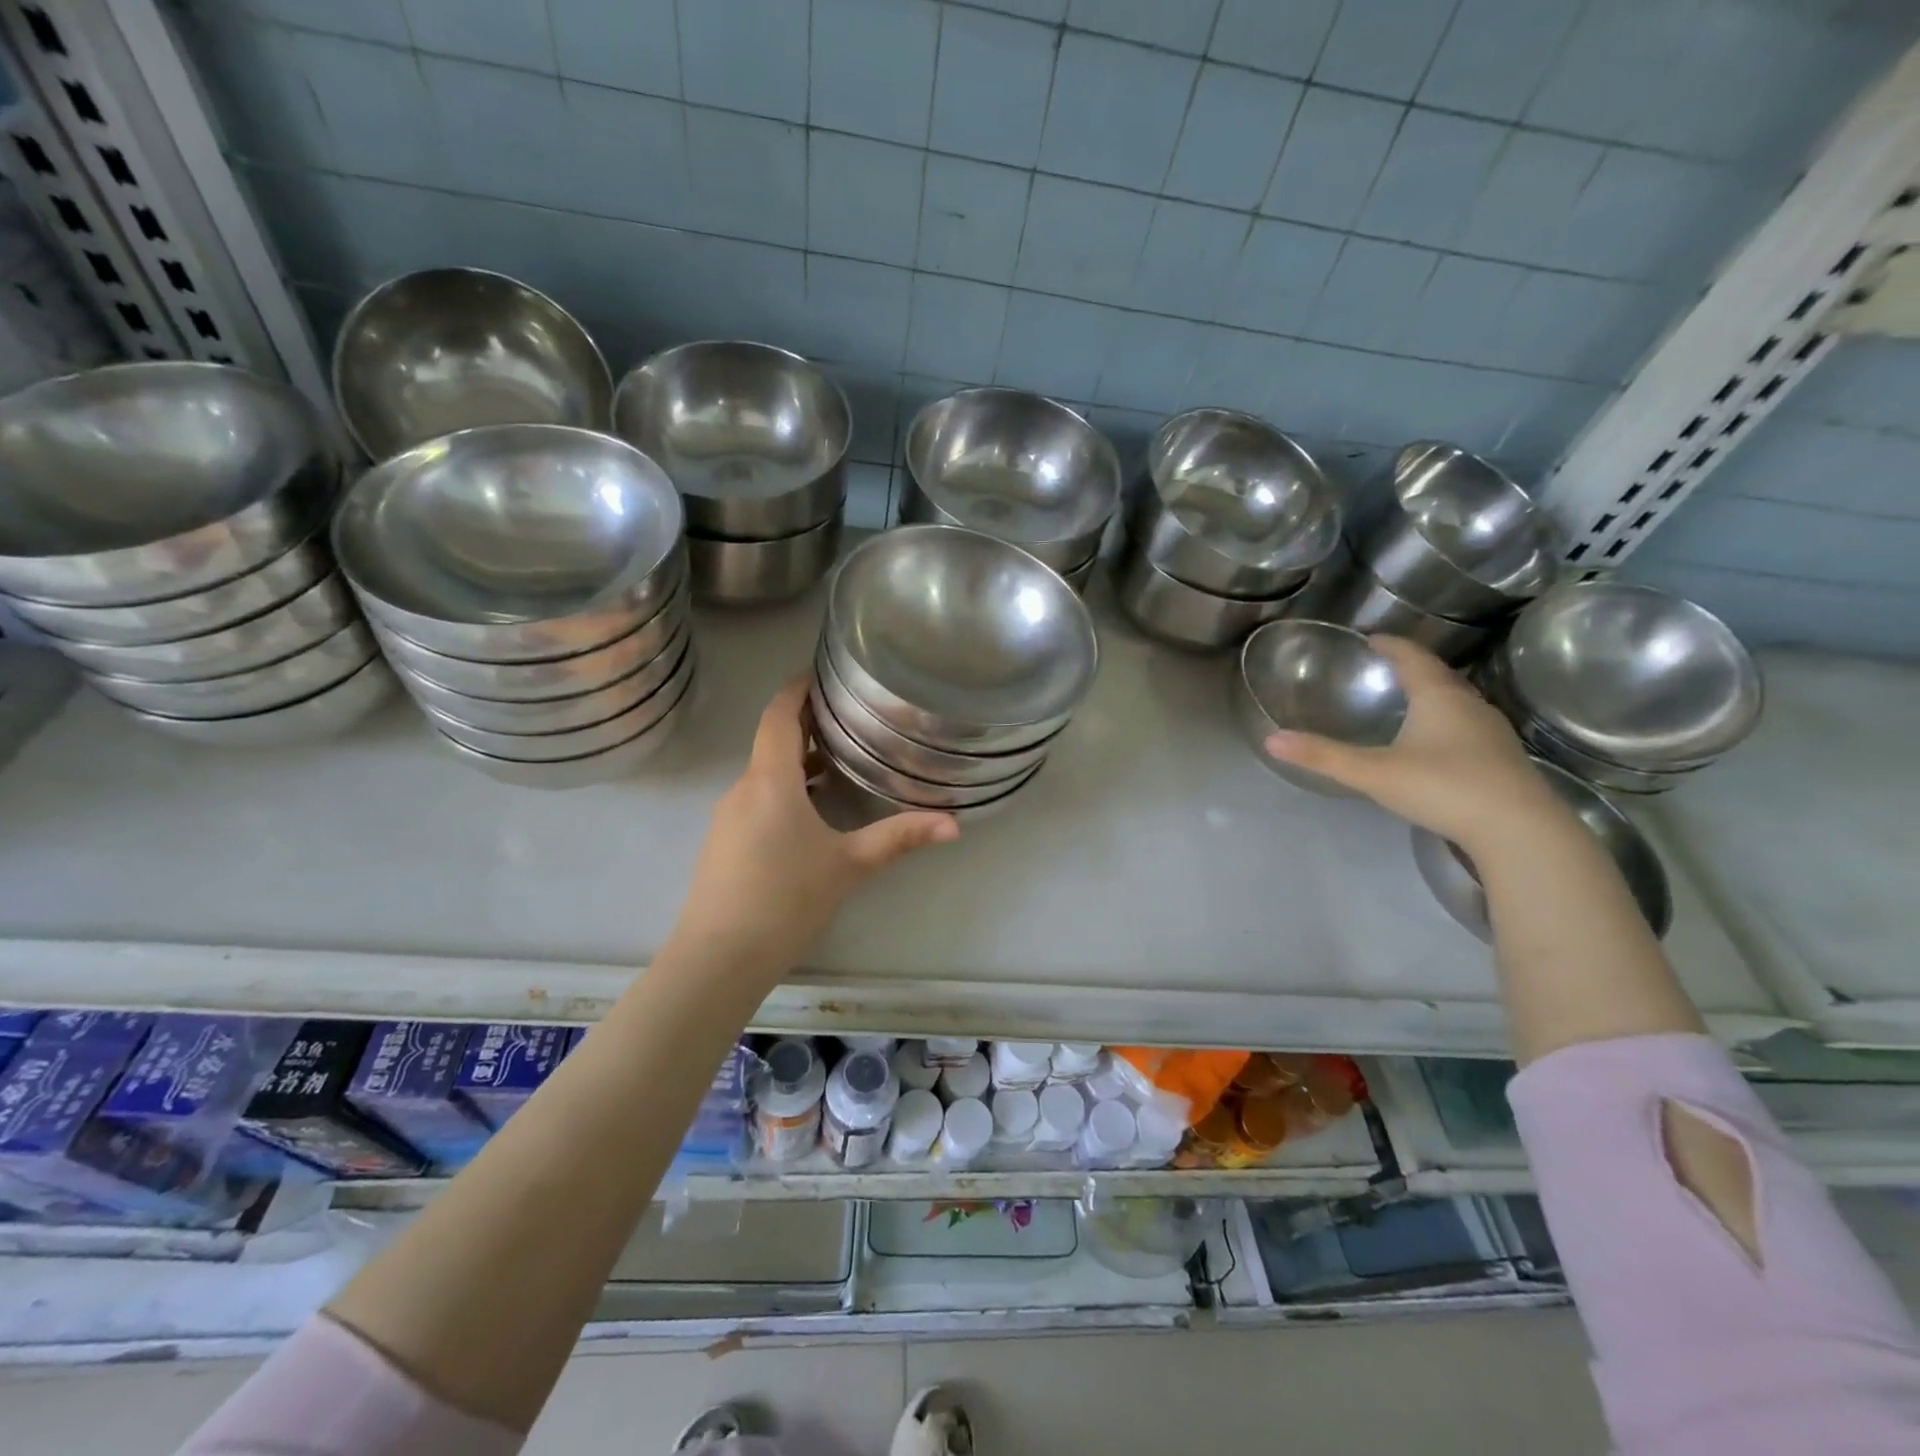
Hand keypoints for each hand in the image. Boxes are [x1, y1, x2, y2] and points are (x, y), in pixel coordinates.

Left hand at [667, 676, 958, 978]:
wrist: (719, 957)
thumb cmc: (786, 898)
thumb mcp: (850, 864)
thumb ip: (900, 838)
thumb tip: (954, 824)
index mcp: (770, 780)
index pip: (777, 715)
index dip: (796, 689)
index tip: (820, 671)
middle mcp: (743, 789)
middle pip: (772, 741)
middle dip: (806, 724)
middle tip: (848, 715)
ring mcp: (727, 817)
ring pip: (764, 773)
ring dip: (797, 760)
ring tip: (839, 759)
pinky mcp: (723, 843)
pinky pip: (756, 799)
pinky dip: (784, 789)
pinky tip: (811, 812)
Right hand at [1263, 636, 1561, 849]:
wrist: (1519, 829)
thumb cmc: (1443, 787)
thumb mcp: (1373, 772)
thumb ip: (1323, 756)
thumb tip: (1271, 740)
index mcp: (1438, 696)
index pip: (1413, 657)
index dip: (1391, 645)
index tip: (1372, 638)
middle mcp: (1469, 705)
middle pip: (1439, 676)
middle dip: (1413, 668)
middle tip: (1388, 667)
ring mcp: (1491, 732)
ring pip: (1458, 702)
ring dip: (1434, 696)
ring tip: (1410, 701)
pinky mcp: (1503, 759)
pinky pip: (1469, 727)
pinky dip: (1448, 723)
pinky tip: (1438, 743)